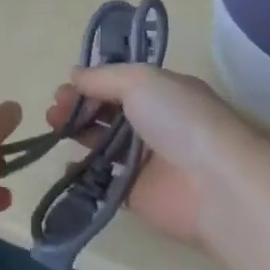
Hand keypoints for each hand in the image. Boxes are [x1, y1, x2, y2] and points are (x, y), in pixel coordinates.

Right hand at [43, 66, 250, 246]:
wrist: (215, 185)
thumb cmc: (180, 120)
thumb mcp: (140, 80)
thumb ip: (103, 77)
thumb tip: (75, 74)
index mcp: (163, 92)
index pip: (121, 82)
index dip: (92, 83)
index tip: (66, 87)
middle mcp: (156, 123)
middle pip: (110, 111)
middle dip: (80, 107)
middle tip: (54, 110)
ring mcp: (147, 161)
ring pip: (105, 144)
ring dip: (79, 134)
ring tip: (53, 130)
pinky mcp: (138, 195)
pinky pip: (105, 181)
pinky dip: (84, 173)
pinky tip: (64, 165)